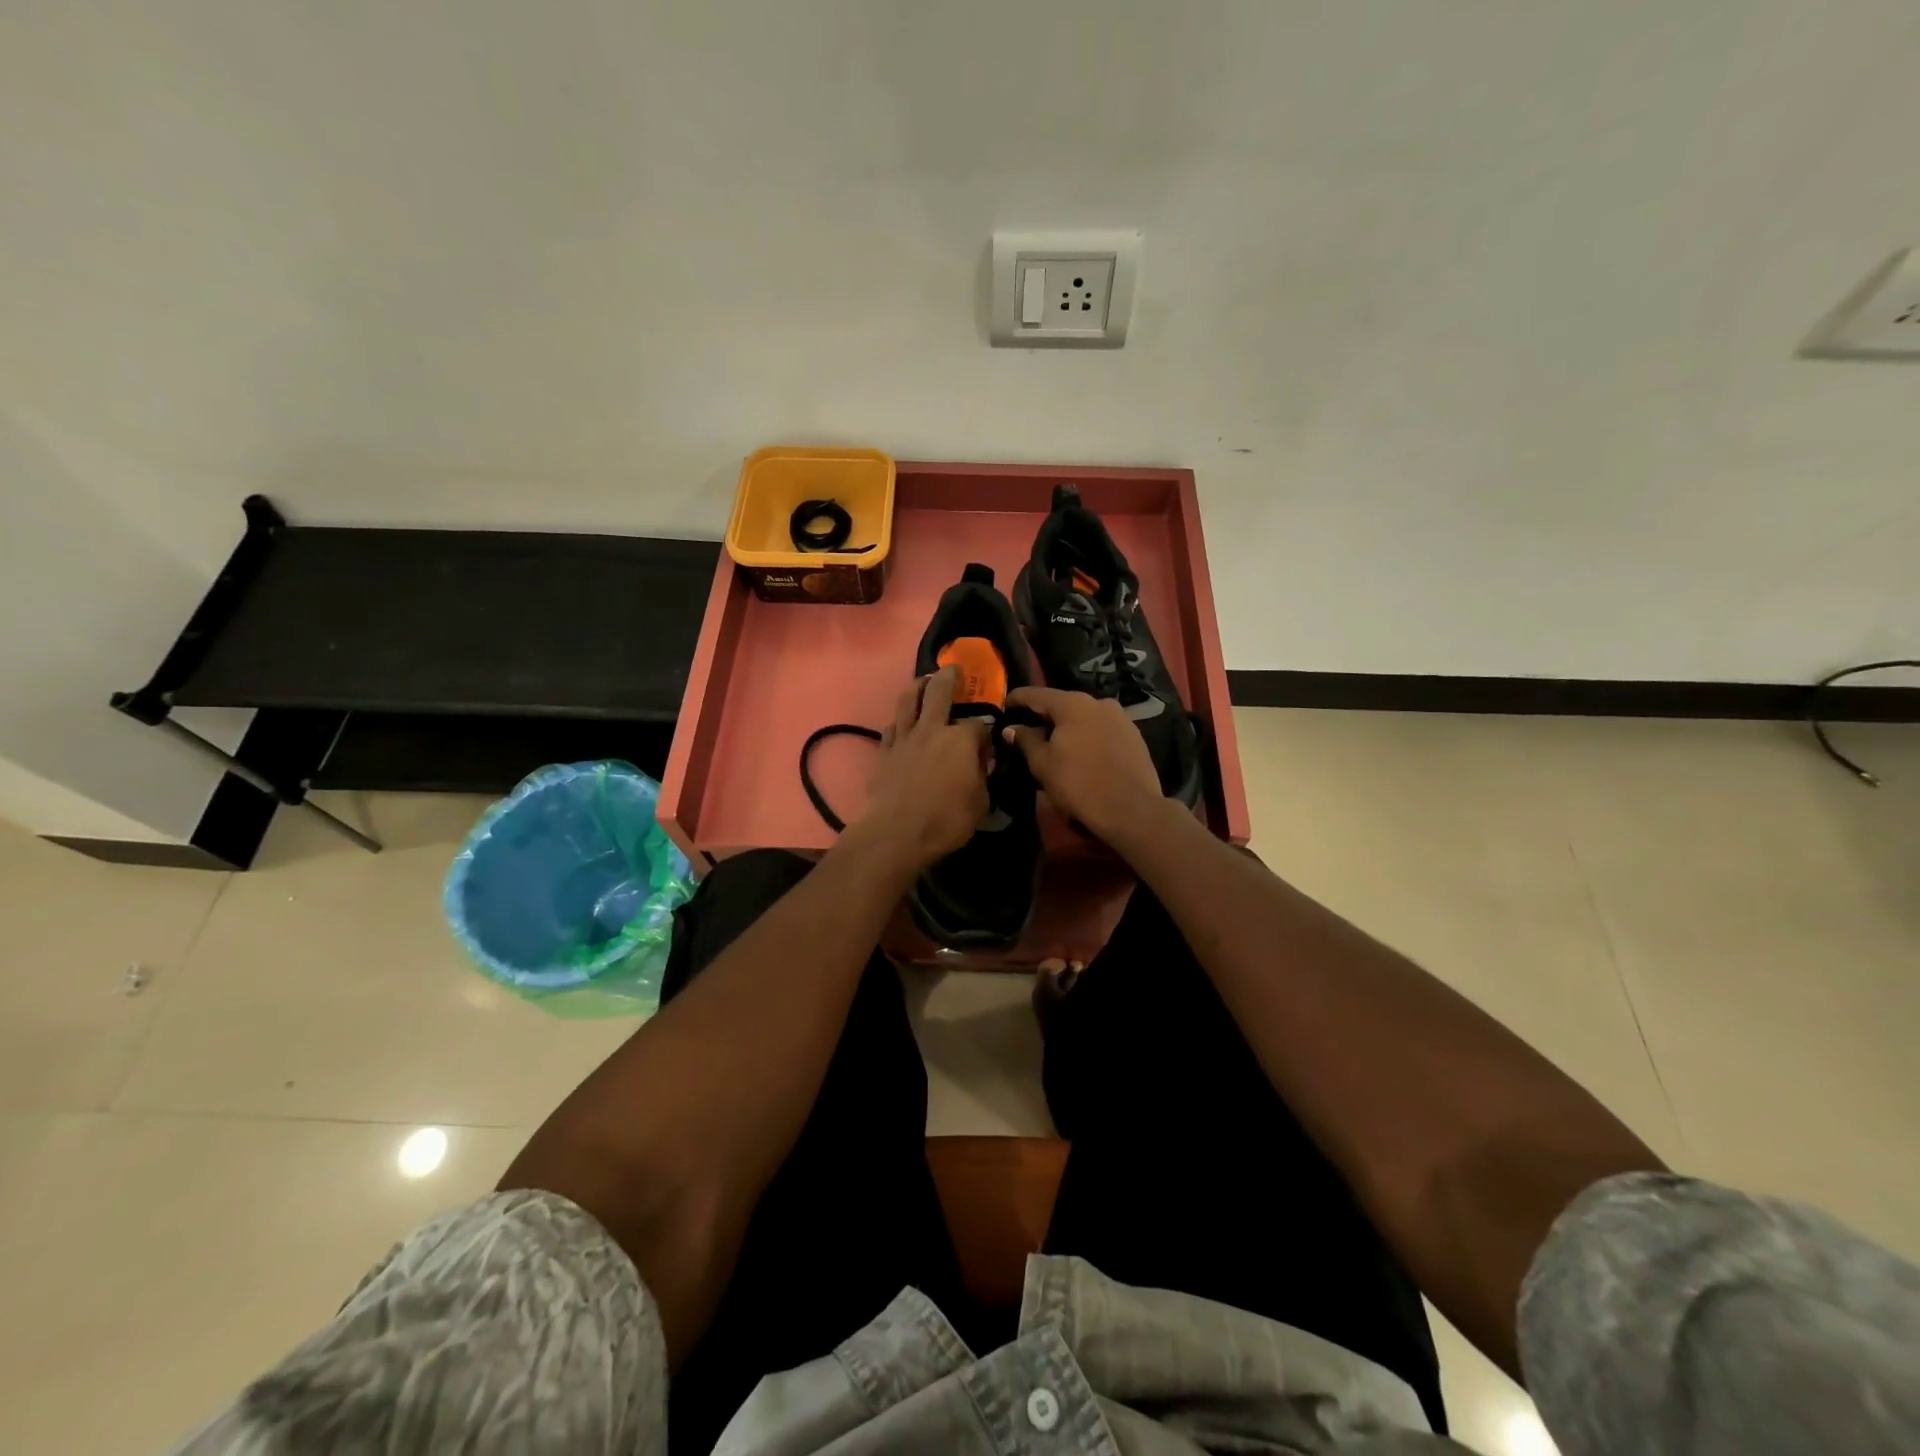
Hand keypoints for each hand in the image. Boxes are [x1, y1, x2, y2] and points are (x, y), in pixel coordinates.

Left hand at [854, 668, 990, 869]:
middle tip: (953, 670)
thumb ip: (982, 778)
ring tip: (923, 681)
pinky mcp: (884, 751)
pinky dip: (899, 721)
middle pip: (940, 691)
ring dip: (917, 686)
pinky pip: (891, 727)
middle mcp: (932, 728)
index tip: (987, 744)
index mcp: (961, 739)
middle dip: (949, 677)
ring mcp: (905, 737)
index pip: (979, 725)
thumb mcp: (981, 803)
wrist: (897, 832)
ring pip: (908, 700)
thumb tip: (980, 765)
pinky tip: (902, 723)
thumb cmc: (946, 820)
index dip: (985, 733)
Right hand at [1002, 686, 1170, 844]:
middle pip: (1063, 704)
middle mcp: (1098, 702)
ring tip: (1054, 744)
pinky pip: (1102, 730)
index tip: (1004, 705)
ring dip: (1067, 727)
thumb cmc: (1079, 784)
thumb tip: (1012, 728)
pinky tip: (1081, 753)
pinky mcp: (1134, 736)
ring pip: (1084, 717)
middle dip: (1044, 715)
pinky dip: (1087, 736)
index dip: (1017, 699)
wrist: (1131, 809)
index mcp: (1073, 704)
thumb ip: (1026, 740)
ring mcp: (1120, 718)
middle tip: (1027, 729)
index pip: (1036, 694)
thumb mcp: (1043, 764)